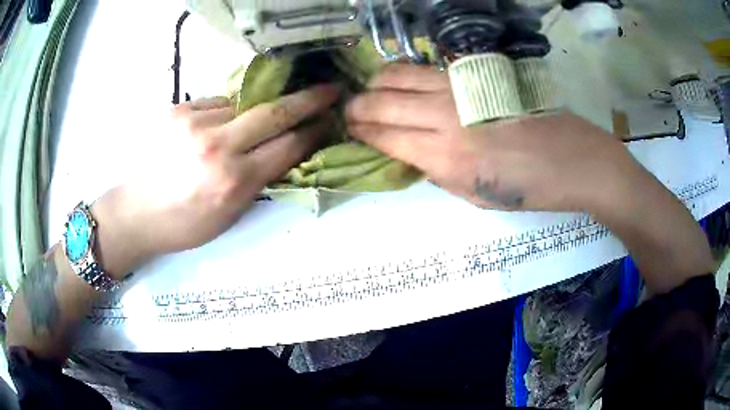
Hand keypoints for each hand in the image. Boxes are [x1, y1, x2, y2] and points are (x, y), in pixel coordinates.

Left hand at [93, 84, 339, 275]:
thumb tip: (285, 151)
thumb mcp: (229, 216)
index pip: (287, 147)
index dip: (313, 132)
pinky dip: (225, 112)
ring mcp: (195, 122)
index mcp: (233, 181)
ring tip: (245, 128)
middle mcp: (217, 146)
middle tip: (329, 89)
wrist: (135, 212)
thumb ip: (259, 180)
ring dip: (255, 112)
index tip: (329, 121)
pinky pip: (216, 103)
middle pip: (274, 112)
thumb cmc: (184, 225)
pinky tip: (215, 128)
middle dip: (308, 100)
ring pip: (243, 105)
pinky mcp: (178, 109)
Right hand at [347, 64, 711, 293]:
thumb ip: (441, 173)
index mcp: (446, 160)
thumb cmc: (534, 191)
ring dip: (377, 84)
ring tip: (371, 92)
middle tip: (350, 110)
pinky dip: (405, 74)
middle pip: (383, 103)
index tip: (350, 129)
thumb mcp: (480, 198)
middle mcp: (445, 119)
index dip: (362, 132)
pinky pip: (428, 69)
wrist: (579, 162)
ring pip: (399, 76)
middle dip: (358, 107)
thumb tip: (415, 153)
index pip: (384, 138)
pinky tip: (403, 81)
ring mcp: (462, 91)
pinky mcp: (479, 77)